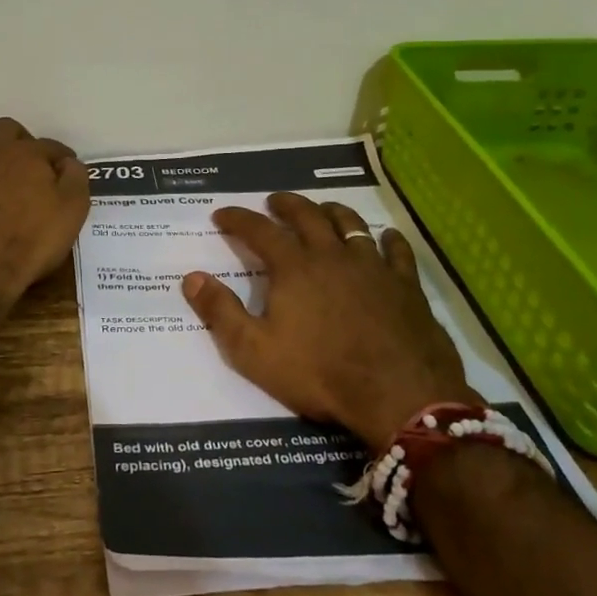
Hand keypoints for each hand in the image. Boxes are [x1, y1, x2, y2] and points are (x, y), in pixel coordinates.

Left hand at [0, 117, 90, 307]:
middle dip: (19, 141)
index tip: (66, 169)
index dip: (61, 157)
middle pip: (5, 129)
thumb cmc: (31, 242)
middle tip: (27, 165)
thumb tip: (69, 163)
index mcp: (27, 155)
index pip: (50, 145)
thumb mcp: (72, 211)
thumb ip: (75, 179)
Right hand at [182, 193, 476, 454]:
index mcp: (293, 267)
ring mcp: (372, 266)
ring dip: (332, 211)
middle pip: (306, 215)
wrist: (398, 394)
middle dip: (286, 204)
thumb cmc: (320, 373)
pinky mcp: (405, 284)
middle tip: (274, 201)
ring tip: (323, 209)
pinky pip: (397, 250)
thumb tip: (191, 277)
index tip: (221, 214)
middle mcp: (331, 254)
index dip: (237, 219)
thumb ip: (220, 312)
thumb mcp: (254, 351)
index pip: (258, 230)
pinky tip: (385, 237)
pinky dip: (388, 239)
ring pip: (350, 223)